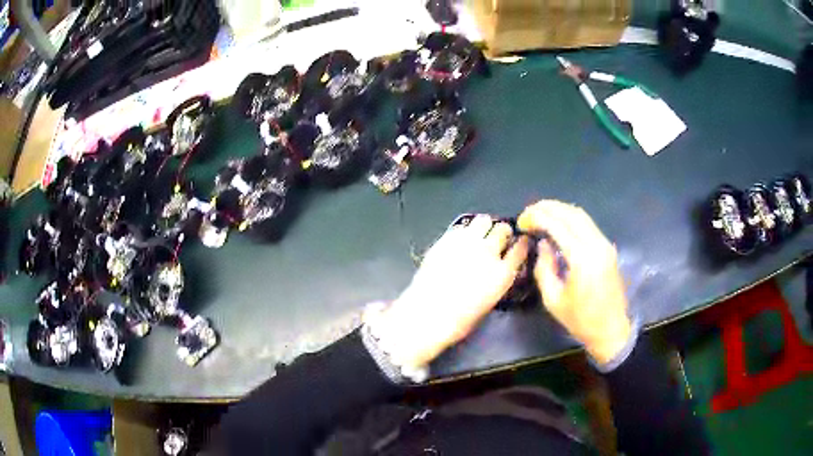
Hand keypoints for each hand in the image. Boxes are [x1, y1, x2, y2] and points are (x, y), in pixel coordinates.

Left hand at [368, 215, 528, 369]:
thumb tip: (498, 271)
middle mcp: (489, 253)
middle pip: (503, 229)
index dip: (521, 243)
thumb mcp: (489, 303)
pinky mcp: (447, 239)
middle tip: (498, 239)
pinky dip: (465, 230)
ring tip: (480, 234)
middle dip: (503, 232)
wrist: (427, 315)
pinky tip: (461, 240)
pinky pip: (462, 226)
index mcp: (503, 273)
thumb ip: (497, 282)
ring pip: (484, 220)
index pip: (521, 248)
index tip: (520, 243)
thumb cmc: (459, 321)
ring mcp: (467, 243)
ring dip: (485, 226)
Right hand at [518, 200, 631, 364]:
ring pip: (581, 215)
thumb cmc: (580, 320)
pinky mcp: (608, 248)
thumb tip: (543, 244)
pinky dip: (571, 218)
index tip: (521, 220)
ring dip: (560, 210)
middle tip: (529, 211)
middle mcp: (596, 245)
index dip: (537, 217)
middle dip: (548, 207)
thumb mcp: (553, 299)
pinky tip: (559, 223)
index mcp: (582, 259)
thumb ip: (544, 268)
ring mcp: (605, 244)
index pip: (557, 225)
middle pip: (571, 213)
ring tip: (541, 213)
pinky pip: (588, 224)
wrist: (611, 329)